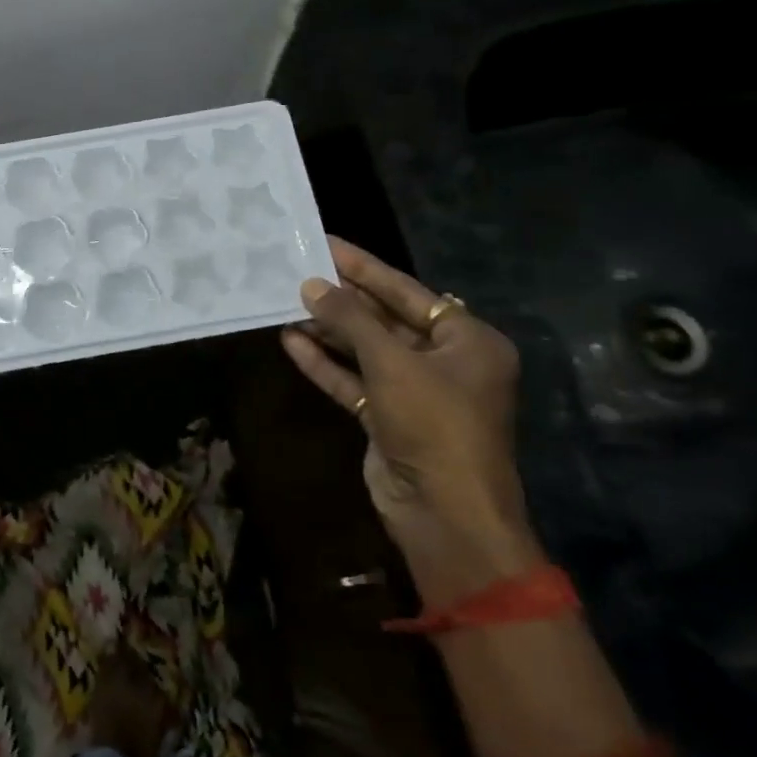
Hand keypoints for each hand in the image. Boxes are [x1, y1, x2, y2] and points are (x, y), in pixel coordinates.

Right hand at [281, 236, 540, 604]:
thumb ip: (350, 319)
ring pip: (367, 351)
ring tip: (287, 303)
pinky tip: (291, 342)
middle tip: (300, 270)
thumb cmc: (434, 423)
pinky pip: (355, 381)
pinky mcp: (389, 418)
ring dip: (329, 332)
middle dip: (343, 300)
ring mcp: (416, 393)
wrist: (443, 512)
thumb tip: (312, 285)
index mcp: (469, 341)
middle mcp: (446, 362)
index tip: (327, 244)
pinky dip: (326, 364)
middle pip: (386, 320)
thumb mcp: (392, 362)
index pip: (408, 292)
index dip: (365, 268)